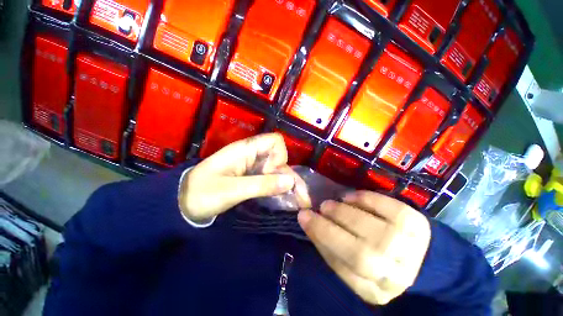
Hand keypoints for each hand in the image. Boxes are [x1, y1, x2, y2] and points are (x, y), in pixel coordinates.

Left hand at [179, 133, 296, 222]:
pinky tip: (281, 196)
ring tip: (294, 199)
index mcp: (245, 149)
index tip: (273, 172)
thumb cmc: (202, 193)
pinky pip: (268, 177)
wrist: (182, 203)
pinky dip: (276, 186)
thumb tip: (290, 181)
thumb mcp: (232, 190)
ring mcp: (251, 165)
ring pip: (275, 168)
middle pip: (278, 157)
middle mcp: (251, 154)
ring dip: (285, 182)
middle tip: (297, 195)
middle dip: (288, 174)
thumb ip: (261, 185)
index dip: (279, 155)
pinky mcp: (250, 176)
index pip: (275, 141)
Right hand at [297, 191, 430, 304]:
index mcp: (373, 291)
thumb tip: (309, 222)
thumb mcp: (350, 267)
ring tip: (334, 203)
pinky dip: (366, 199)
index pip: (342, 266)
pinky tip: (352, 197)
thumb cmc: (375, 263)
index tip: (303, 216)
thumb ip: (329, 247)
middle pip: (360, 252)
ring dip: (346, 210)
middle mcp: (395, 276)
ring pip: (372, 229)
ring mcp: (411, 249)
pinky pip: (389, 208)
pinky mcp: (418, 225)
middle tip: (321, 207)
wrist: (419, 262)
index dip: (320, 236)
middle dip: (332, 224)